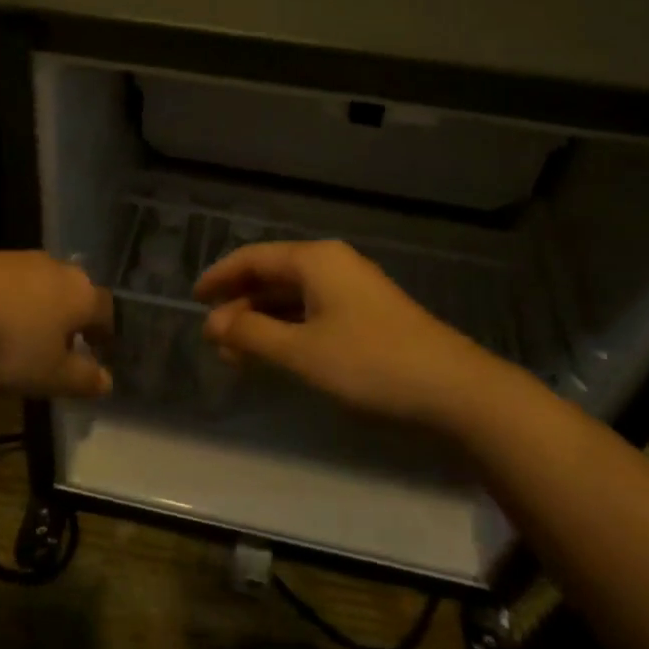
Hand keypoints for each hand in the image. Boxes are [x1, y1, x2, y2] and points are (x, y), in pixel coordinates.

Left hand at [0, 250, 114, 398]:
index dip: (104, 332)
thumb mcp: (49, 376)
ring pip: (36, 285)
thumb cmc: (9, 343)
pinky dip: (2, 301)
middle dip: (68, 317)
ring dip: (33, 307)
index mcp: (81, 295)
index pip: (105, 311)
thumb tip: (107, 381)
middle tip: (60, 343)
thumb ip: (81, 379)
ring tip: (19, 335)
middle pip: (71, 292)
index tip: (100, 349)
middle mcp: (55, 268)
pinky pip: (3, 283)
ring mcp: (16, 259)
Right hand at [195, 239, 521, 432]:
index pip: (253, 258)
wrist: (454, 389)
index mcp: (314, 260)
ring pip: (293, 296)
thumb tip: (213, 323)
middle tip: (215, 337)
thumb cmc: (369, 363)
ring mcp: (353, 289)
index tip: (194, 298)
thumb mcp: (300, 351)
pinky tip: (276, 353)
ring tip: (238, 352)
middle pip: (272, 275)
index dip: (220, 277)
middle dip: (240, 304)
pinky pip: (313, 311)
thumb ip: (251, 333)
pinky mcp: (367, 314)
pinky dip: (288, 328)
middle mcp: (332, 265)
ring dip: (263, 320)